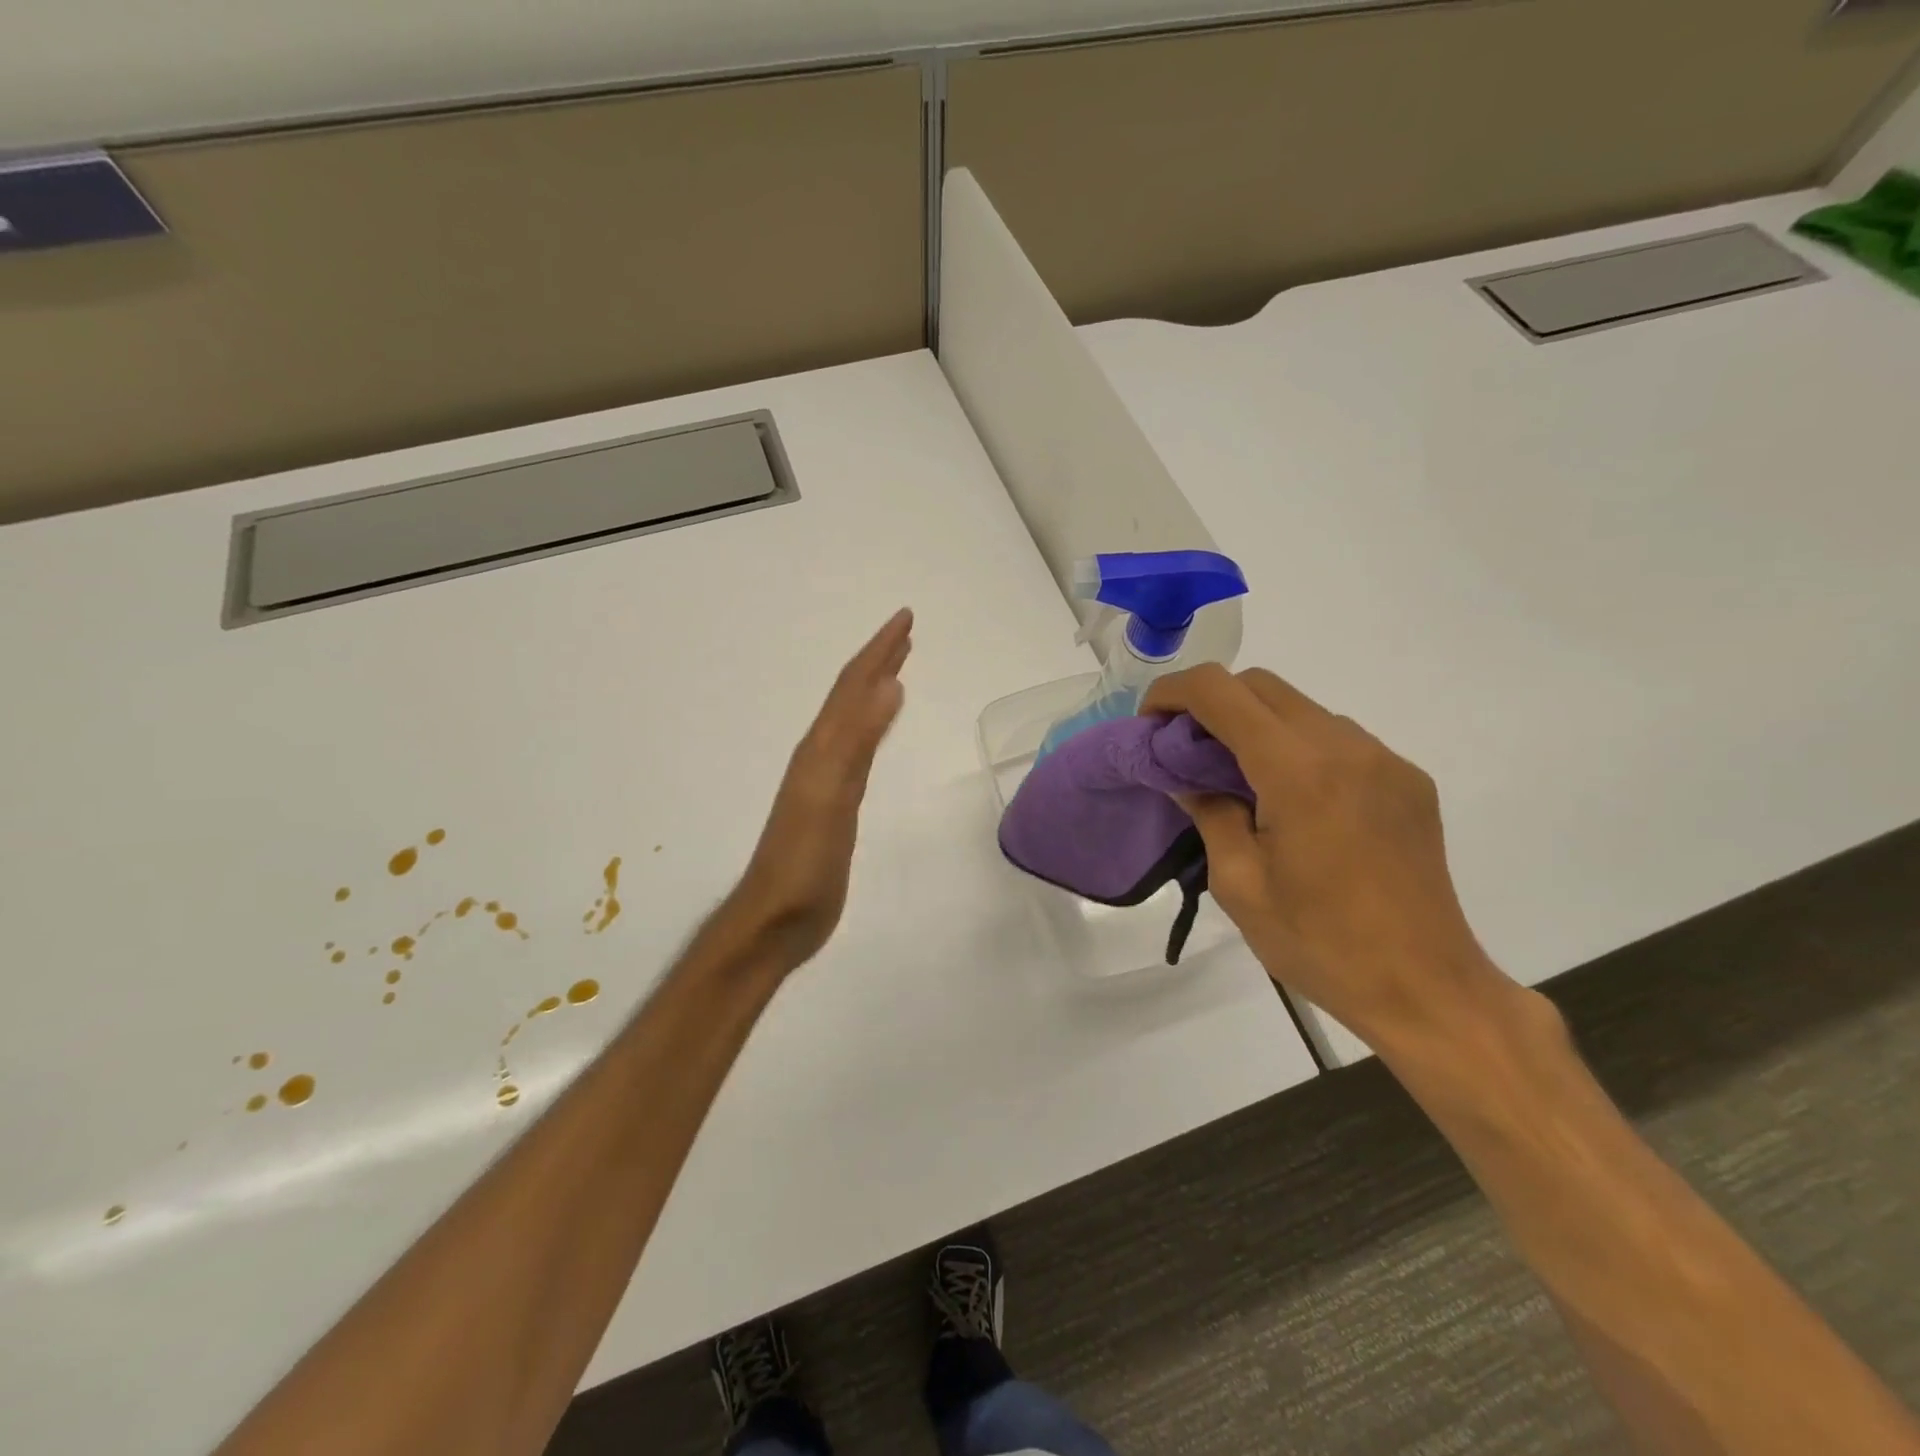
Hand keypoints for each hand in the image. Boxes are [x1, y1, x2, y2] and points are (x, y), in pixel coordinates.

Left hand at [724, 609, 912, 971]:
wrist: (776, 920)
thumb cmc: (804, 863)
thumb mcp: (832, 798)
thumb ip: (858, 743)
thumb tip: (890, 685)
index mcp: (820, 748)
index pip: (851, 687)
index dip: (878, 650)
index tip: (905, 618)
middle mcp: (820, 755)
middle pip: (851, 696)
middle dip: (878, 660)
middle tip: (906, 631)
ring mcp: (826, 780)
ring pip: (854, 720)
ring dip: (875, 689)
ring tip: (897, 670)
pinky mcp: (834, 805)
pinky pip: (858, 750)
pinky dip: (874, 728)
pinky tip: (878, 730)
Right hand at [1140, 664, 1515, 1050]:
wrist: (1426, 989)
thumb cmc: (1319, 942)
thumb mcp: (1238, 882)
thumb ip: (1208, 811)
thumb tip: (1184, 775)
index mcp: (1298, 770)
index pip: (1220, 691)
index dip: (1172, 693)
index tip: (1150, 726)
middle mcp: (1346, 746)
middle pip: (1261, 685)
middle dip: (1210, 704)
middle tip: (1185, 753)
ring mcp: (1385, 760)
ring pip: (1301, 709)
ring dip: (1255, 726)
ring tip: (1236, 781)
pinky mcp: (1408, 781)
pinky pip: (1337, 739)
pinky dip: (1297, 749)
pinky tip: (1291, 802)